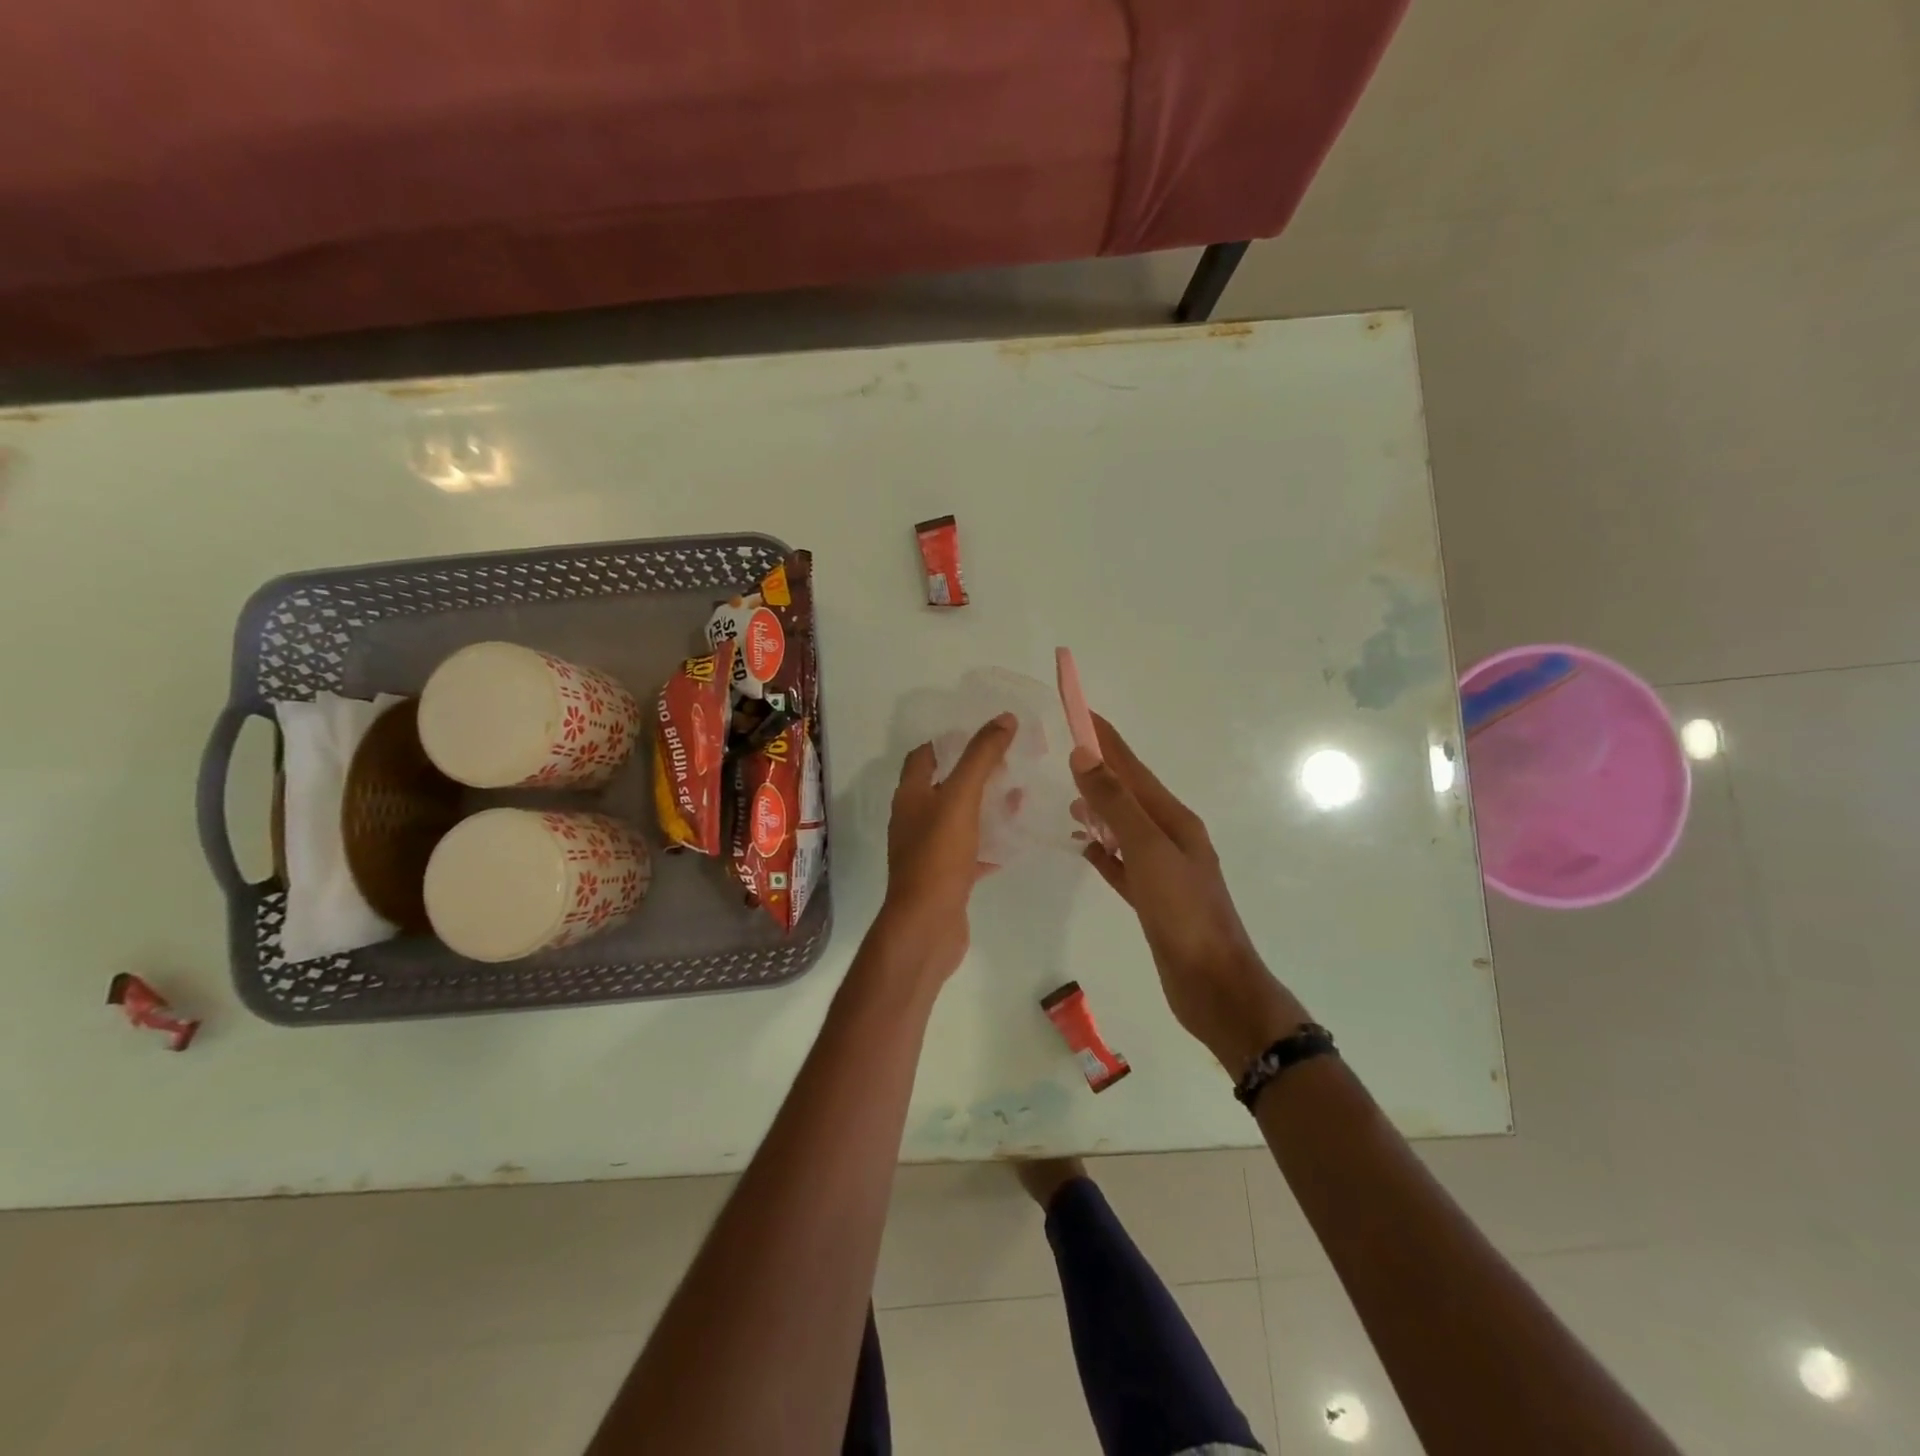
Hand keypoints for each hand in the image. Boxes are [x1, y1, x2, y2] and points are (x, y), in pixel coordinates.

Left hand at [876, 713, 1016, 984]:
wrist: (926, 926)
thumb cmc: (938, 855)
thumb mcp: (961, 797)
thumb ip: (981, 757)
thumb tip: (1004, 718)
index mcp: (911, 795)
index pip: (925, 755)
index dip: (950, 740)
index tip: (983, 732)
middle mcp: (916, 819)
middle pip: (945, 785)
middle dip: (976, 771)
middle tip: (1011, 760)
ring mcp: (931, 850)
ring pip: (961, 818)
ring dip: (987, 805)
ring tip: (1020, 793)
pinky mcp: (948, 876)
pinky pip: (972, 850)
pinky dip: (991, 841)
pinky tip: (1016, 837)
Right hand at [1071, 715, 1309, 1071]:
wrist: (1214, 984)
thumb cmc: (1184, 913)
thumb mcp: (1149, 851)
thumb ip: (1116, 803)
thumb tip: (1084, 755)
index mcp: (1173, 819)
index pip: (1131, 767)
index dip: (1104, 738)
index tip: (1078, 710)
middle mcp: (1169, 837)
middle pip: (1128, 793)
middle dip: (1099, 769)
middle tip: (1063, 752)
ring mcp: (1162, 869)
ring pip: (1123, 828)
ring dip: (1099, 809)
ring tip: (1069, 800)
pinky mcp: (1152, 898)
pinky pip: (1121, 864)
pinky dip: (1102, 852)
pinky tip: (1085, 850)